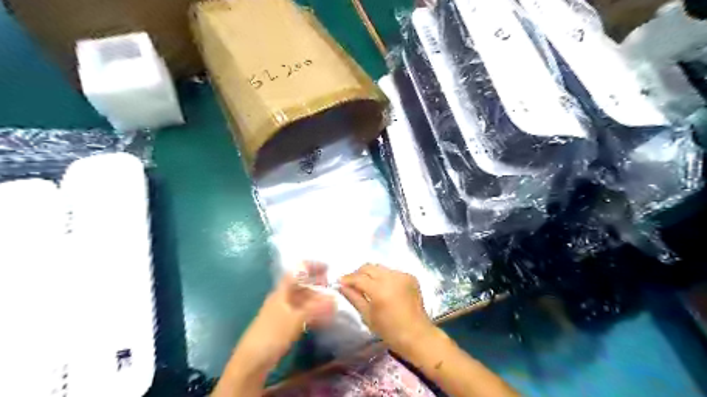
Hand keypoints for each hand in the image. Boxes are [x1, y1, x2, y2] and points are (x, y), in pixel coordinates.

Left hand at [234, 261, 336, 370]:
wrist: (251, 362)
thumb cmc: (272, 335)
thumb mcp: (295, 320)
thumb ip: (315, 308)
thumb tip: (335, 299)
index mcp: (282, 292)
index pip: (297, 272)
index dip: (312, 266)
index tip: (328, 268)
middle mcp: (282, 299)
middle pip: (301, 285)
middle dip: (317, 283)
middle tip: (333, 287)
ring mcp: (283, 312)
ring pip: (303, 300)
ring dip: (317, 299)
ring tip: (332, 302)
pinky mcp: (284, 325)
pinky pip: (302, 313)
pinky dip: (313, 312)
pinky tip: (323, 318)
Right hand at [339, 265, 433, 354]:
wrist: (418, 335)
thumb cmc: (390, 331)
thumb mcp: (368, 316)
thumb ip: (354, 298)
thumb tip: (341, 286)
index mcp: (379, 290)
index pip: (358, 278)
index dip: (347, 279)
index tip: (340, 282)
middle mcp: (391, 278)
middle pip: (369, 267)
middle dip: (358, 273)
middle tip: (353, 283)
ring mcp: (402, 275)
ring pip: (380, 267)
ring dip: (371, 274)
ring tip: (368, 285)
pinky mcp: (410, 276)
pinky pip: (392, 271)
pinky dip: (384, 277)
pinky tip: (384, 288)